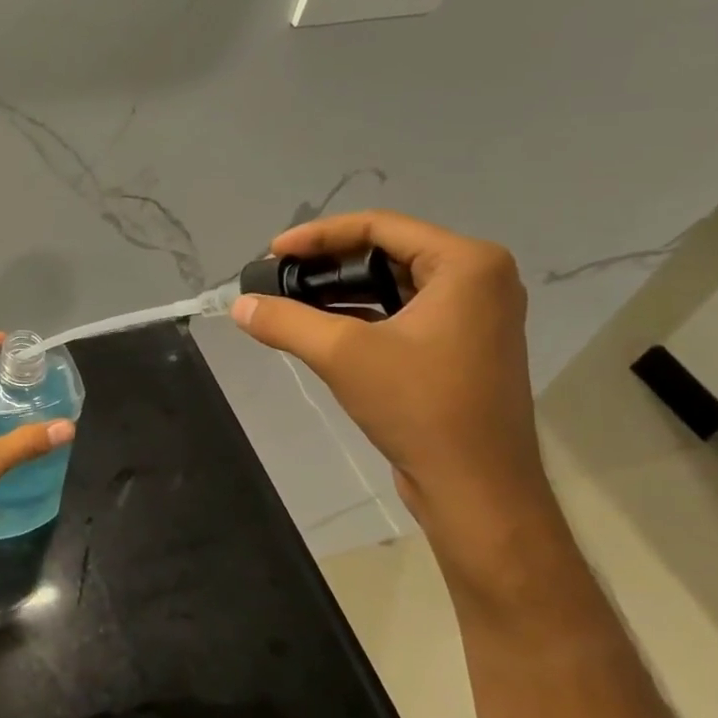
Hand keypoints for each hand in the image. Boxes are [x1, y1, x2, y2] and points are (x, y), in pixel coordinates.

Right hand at [231, 211, 571, 597]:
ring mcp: (475, 315)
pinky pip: (404, 312)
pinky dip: (362, 315)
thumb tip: (238, 305)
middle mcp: (479, 280)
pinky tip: (321, 328)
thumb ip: (286, 321)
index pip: (379, 225)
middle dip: (328, 263)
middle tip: (279, 277)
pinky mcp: (463, 347)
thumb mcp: (342, 354)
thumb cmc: (421, 407)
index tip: (273, 253)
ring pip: (393, 284)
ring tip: (291, 301)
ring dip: (341, 290)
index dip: (319, 235)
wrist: (478, 491)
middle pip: (387, 251)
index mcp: (467, 264)